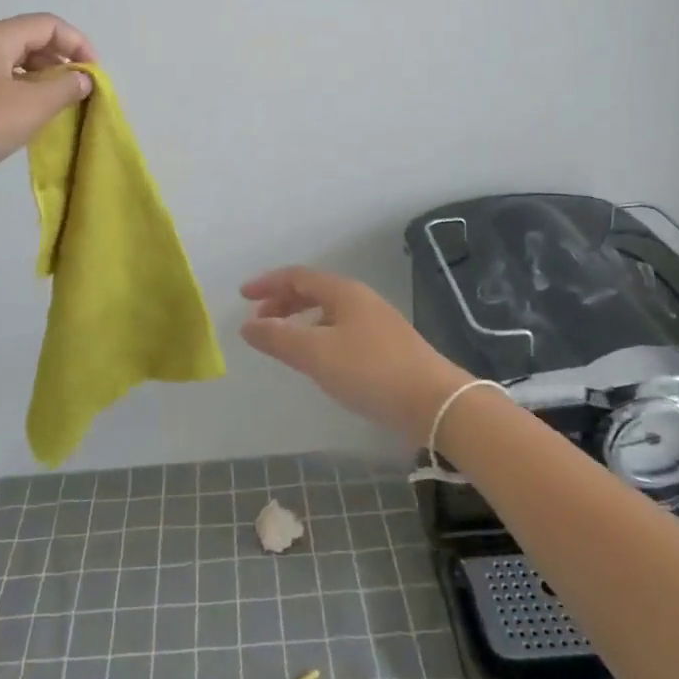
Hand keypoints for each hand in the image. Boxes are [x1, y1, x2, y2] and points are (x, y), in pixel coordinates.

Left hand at [0, 13, 96, 204]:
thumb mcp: (30, 108)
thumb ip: (65, 89)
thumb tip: (82, 78)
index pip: (48, 25)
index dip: (79, 45)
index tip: (94, 78)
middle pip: (28, 40)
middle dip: (60, 63)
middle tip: (77, 95)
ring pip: (10, 63)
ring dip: (39, 80)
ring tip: (53, 109)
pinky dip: (16, 92)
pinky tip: (20, 119)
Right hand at [239, 267, 471, 445]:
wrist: (434, 401)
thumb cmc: (371, 371)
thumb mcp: (317, 354)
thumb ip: (279, 338)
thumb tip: (247, 325)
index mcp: (343, 292)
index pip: (298, 276)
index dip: (268, 284)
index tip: (243, 296)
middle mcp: (361, 300)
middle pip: (314, 291)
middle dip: (283, 302)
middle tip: (260, 321)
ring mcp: (377, 322)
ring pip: (329, 312)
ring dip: (301, 320)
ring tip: (284, 341)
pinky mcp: (387, 346)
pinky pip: (341, 329)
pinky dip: (319, 335)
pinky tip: (318, 360)